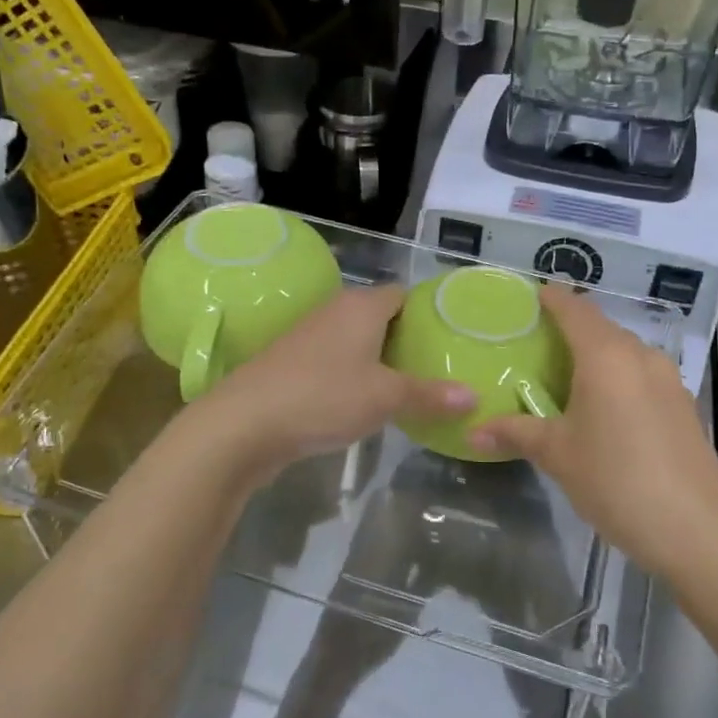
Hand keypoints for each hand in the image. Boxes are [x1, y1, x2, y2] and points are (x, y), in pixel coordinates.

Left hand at [189, 284, 473, 487]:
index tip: (450, 337)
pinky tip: (366, 403)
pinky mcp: (291, 364)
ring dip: (379, 360)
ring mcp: (309, 336)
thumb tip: (474, 397)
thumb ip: (430, 395)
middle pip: (381, 317)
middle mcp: (334, 311)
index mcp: (361, 305)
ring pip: (356, 340)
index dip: (427, 312)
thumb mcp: (385, 397)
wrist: (243, 424)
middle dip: (407, 339)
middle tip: (437, 367)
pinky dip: (354, 375)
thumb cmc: (323, 396)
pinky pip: (335, 361)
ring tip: (409, 387)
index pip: (404, 294)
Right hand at [470, 286, 717, 578]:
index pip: (575, 309)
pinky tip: (605, 407)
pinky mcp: (683, 405)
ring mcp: (669, 380)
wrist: (695, 530)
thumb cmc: (616, 480)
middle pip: (601, 328)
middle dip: (571, 328)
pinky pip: (642, 375)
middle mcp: (641, 356)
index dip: (552, 298)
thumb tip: (473, 431)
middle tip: (538, 344)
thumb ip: (516, 434)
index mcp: (606, 356)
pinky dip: (618, 377)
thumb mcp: (558, 455)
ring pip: (625, 352)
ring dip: (597, 355)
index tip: (531, 296)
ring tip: (567, 377)